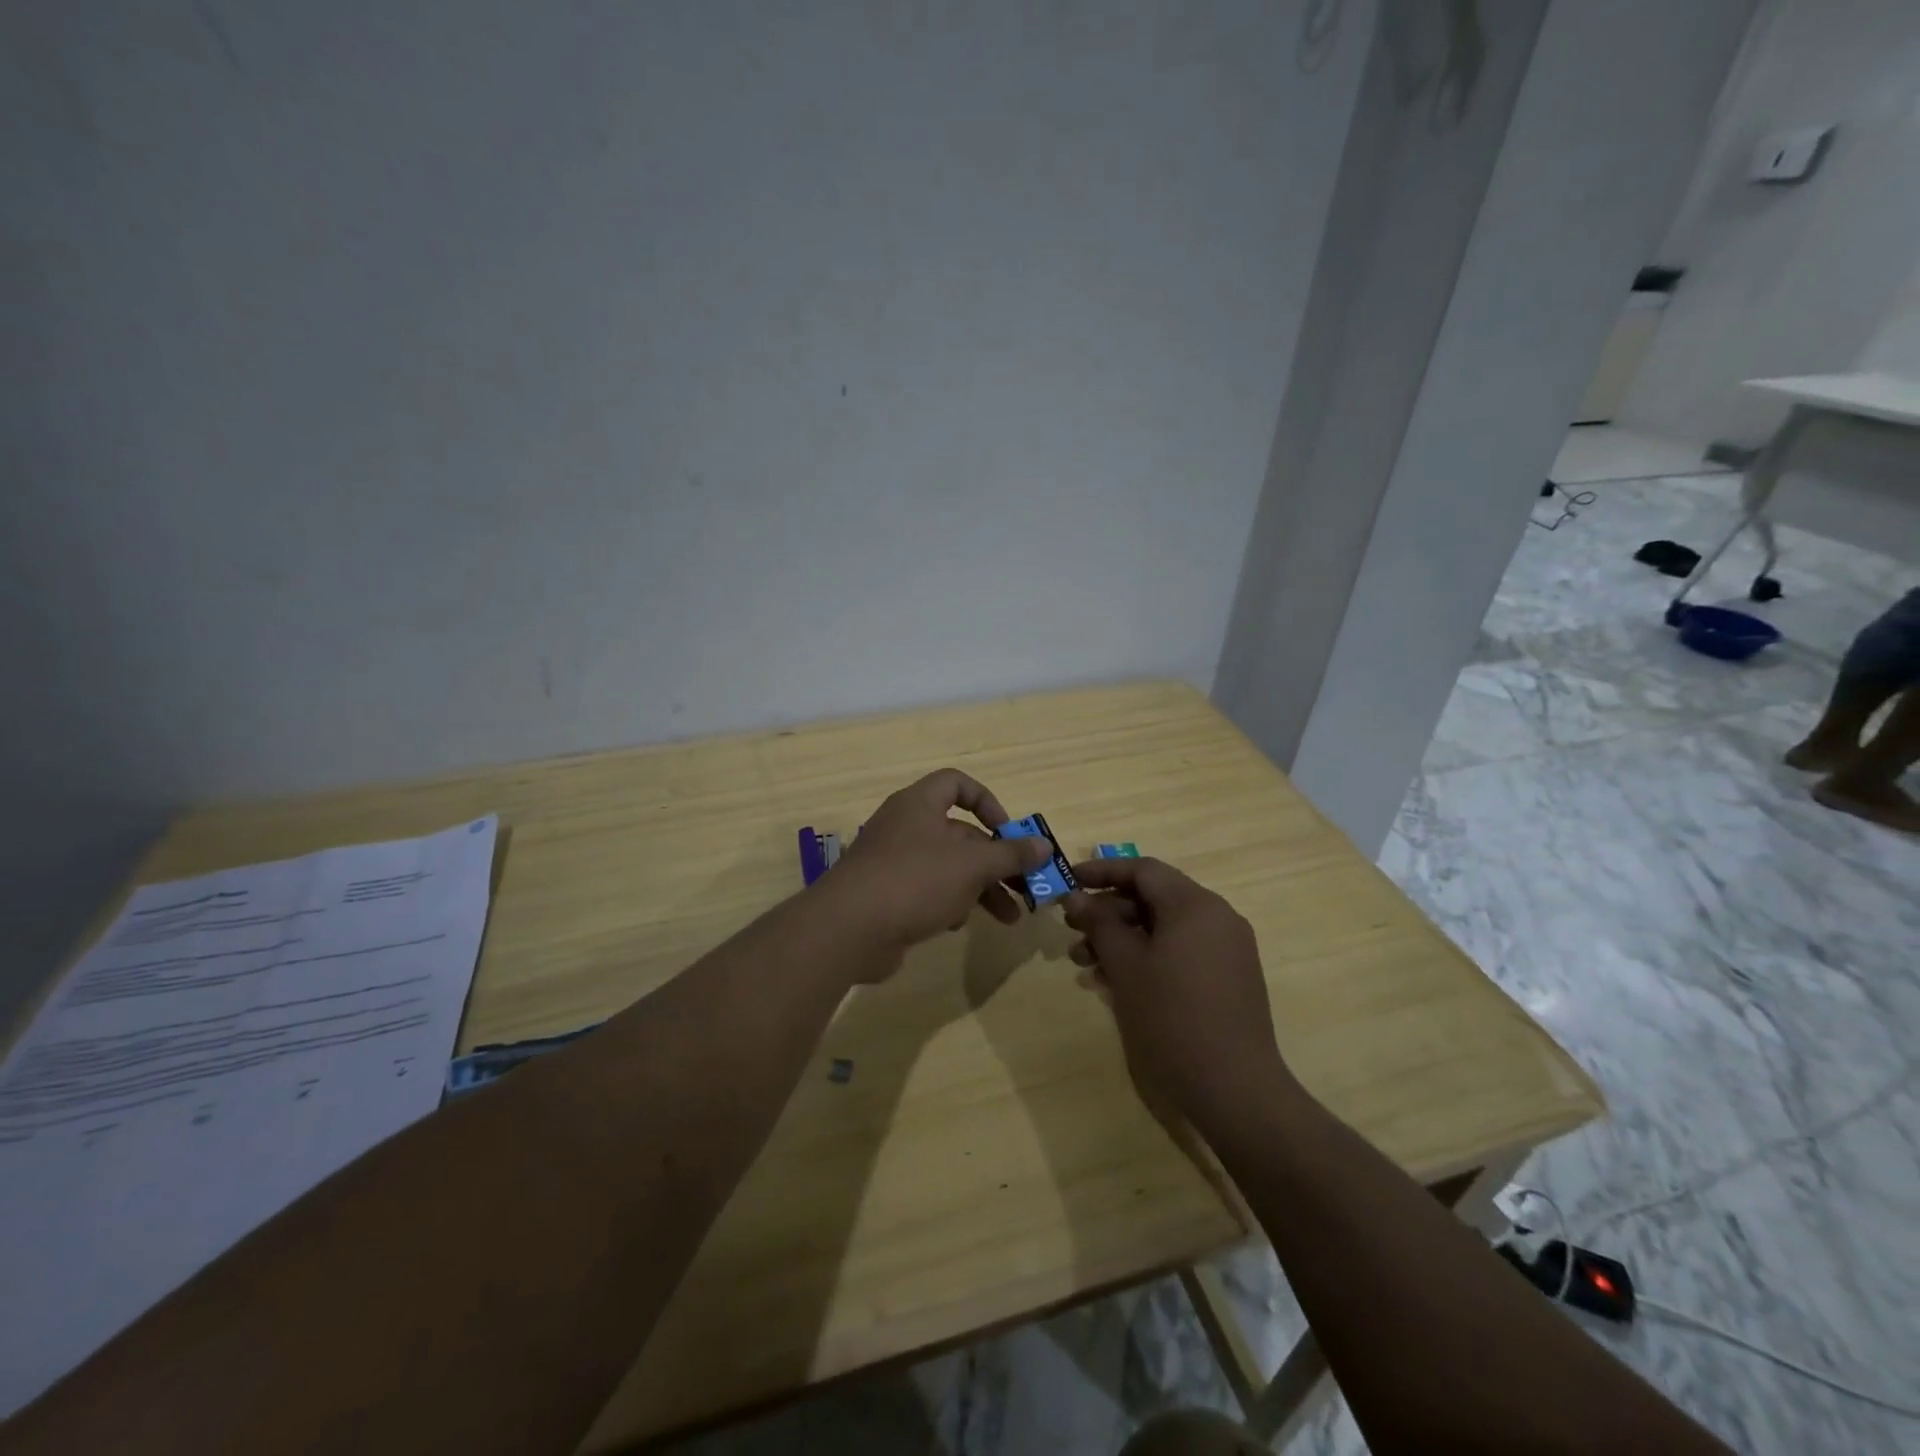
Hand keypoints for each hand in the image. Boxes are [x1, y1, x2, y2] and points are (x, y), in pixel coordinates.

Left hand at [824, 769, 1048, 956]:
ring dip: (981, 889)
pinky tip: (958, 925)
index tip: (1008, 831)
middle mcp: (905, 827)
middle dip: (996, 861)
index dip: (987, 801)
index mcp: (919, 805)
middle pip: (960, 834)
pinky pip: (927, 892)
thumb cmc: (914, 881)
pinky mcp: (887, 896)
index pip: (956, 784)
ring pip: (948, 868)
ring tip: (1009, 919)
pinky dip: (949, 905)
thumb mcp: (971, 865)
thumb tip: (1044, 845)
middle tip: (1026, 886)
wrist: (847, 930)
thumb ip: (1010, 854)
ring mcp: (893, 863)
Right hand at [1063, 857, 1289, 1126]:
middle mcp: (1217, 917)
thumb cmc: (1172, 1018)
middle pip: (1154, 897)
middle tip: (1071, 931)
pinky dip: (1148, 956)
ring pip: (1165, 927)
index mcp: (1195, 905)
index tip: (1068, 882)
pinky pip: (1181, 950)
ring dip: (1123, 938)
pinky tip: (1116, 981)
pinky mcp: (1229, 977)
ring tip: (1085, 964)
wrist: (1235, 1089)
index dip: (1102, 871)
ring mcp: (1227, 948)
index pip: (1143, 869)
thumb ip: (1099, 924)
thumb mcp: (1126, 966)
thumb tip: (1075, 897)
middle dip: (1108, 912)